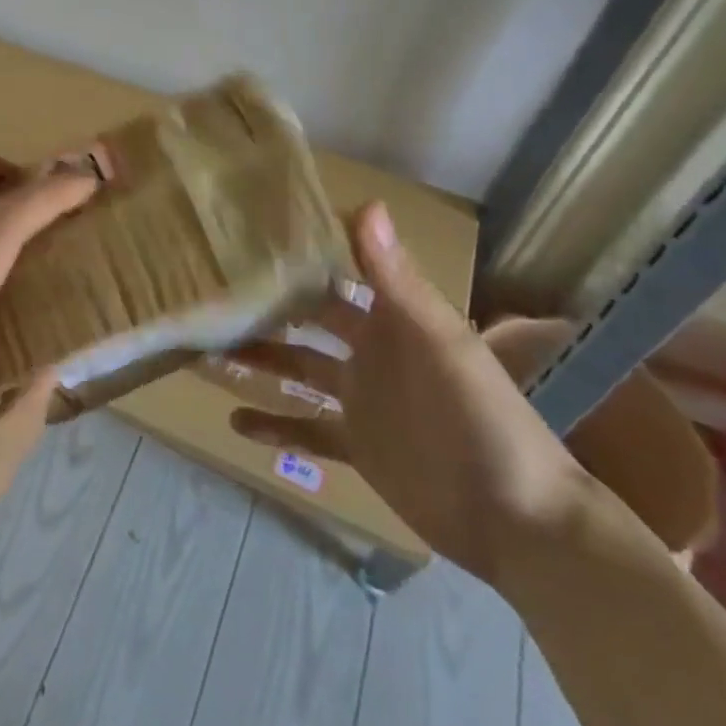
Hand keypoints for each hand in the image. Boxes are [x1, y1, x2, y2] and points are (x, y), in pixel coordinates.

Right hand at [229, 202, 598, 586]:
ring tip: (205, 347)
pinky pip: (305, 428)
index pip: (336, 271)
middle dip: (265, 304)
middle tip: (211, 289)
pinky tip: (234, 422)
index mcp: (390, 318)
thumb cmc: (484, 419)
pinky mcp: (356, 444)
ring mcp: (359, 398)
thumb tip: (364, 204)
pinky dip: (272, 426)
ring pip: (296, 368)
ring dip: (257, 359)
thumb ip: (397, 279)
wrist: (520, 521)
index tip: (248, 231)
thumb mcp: (441, 343)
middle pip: (306, 319)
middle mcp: (368, 350)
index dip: (300, 252)